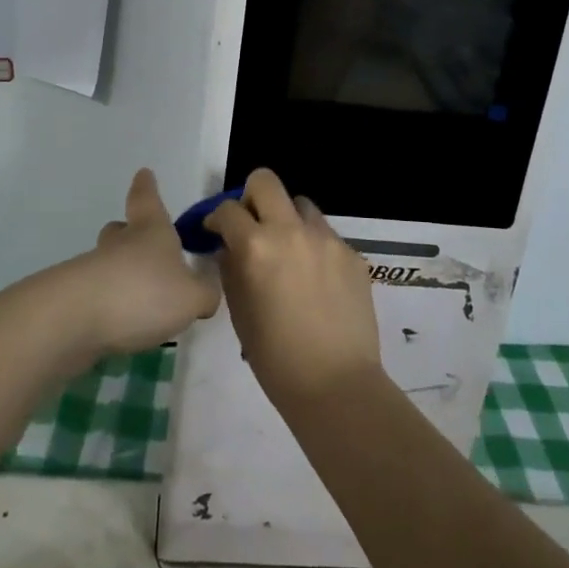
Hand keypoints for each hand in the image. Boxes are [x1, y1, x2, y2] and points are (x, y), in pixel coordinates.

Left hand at [72, 169, 222, 358]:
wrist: (77, 318)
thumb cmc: (144, 292)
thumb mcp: (191, 297)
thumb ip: (205, 293)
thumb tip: (206, 292)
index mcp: (150, 230)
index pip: (147, 198)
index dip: (147, 186)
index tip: (143, 173)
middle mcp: (119, 243)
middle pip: (120, 229)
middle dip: (129, 233)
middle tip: (141, 246)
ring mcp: (92, 270)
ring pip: (107, 262)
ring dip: (121, 274)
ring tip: (140, 299)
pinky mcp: (74, 300)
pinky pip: (97, 295)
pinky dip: (109, 305)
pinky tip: (121, 326)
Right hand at [206, 168, 381, 408]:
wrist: (337, 385)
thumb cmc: (276, 358)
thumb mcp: (239, 313)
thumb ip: (231, 270)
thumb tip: (230, 248)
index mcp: (256, 246)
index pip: (228, 210)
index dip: (216, 219)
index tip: (216, 232)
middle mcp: (291, 231)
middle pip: (266, 182)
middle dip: (252, 197)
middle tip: (251, 225)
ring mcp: (327, 239)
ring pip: (301, 205)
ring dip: (288, 220)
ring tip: (288, 253)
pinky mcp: (353, 253)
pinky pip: (326, 236)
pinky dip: (314, 247)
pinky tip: (315, 281)